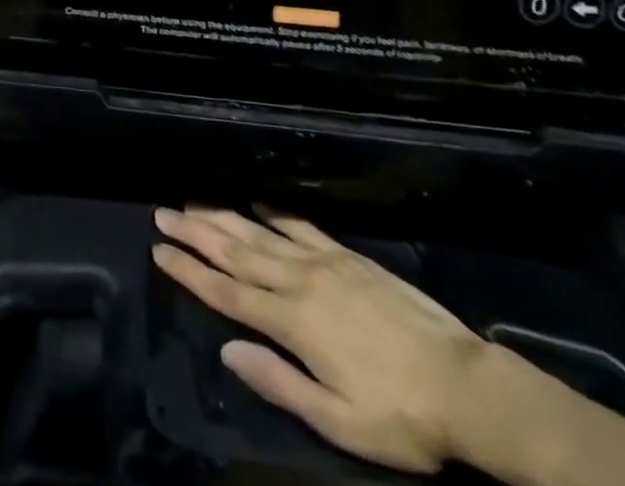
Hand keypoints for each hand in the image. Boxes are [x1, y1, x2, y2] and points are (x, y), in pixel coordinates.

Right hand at [153, 206, 487, 474]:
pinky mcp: (347, 256)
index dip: (190, 272)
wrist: (464, 385)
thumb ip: (279, 382)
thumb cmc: (400, 414)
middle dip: (196, 233)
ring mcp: (324, 263)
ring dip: (223, 217)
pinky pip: (301, 226)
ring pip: (260, 234)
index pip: (227, 294)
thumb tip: (228, 350)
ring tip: (194, 202)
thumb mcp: (339, 421)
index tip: (160, 250)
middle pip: (236, 253)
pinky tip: (257, 202)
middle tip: (163, 214)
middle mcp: (300, 282)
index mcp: (293, 323)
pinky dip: (273, 212)